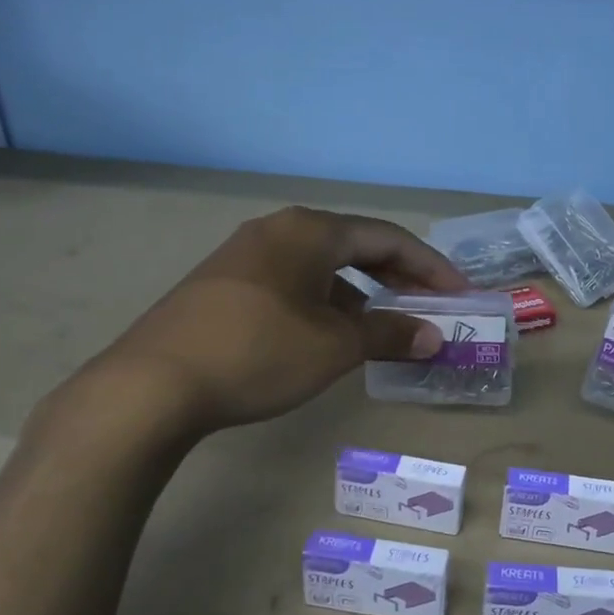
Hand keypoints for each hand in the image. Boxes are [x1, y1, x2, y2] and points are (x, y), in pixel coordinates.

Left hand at [65, 206, 467, 433]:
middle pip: (354, 245)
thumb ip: (389, 334)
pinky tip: (327, 334)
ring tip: (382, 326)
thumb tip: (433, 335)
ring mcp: (244, 255)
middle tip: (429, 304)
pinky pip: (291, 282)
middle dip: (397, 276)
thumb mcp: (334, 346)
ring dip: (359, 292)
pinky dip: (323, 302)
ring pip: (320, 266)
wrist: (154, 384)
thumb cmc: (259, 353)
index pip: (387, 237)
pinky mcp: (222, 284)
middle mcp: (277, 230)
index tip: (460, 293)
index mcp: (309, 231)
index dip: (430, 265)